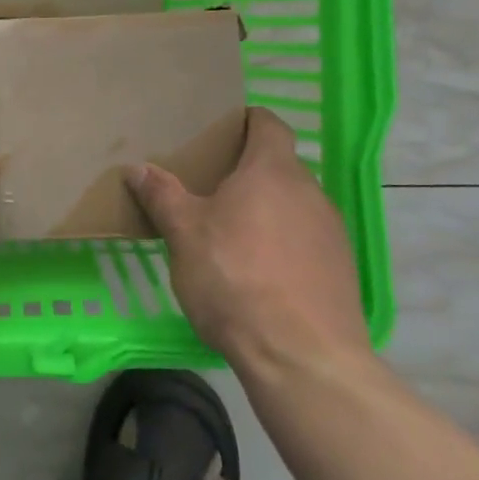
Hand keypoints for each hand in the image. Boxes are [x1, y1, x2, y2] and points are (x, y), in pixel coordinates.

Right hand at [130, 106, 369, 368]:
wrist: (304, 359)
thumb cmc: (236, 279)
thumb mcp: (184, 234)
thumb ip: (162, 196)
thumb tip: (137, 168)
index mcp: (272, 171)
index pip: (268, 124)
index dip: (246, 120)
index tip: (221, 129)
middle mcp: (310, 192)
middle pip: (279, 166)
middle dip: (248, 171)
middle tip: (210, 186)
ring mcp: (331, 232)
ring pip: (293, 205)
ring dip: (266, 210)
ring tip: (231, 233)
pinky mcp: (341, 271)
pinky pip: (306, 240)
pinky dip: (283, 244)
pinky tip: (259, 273)